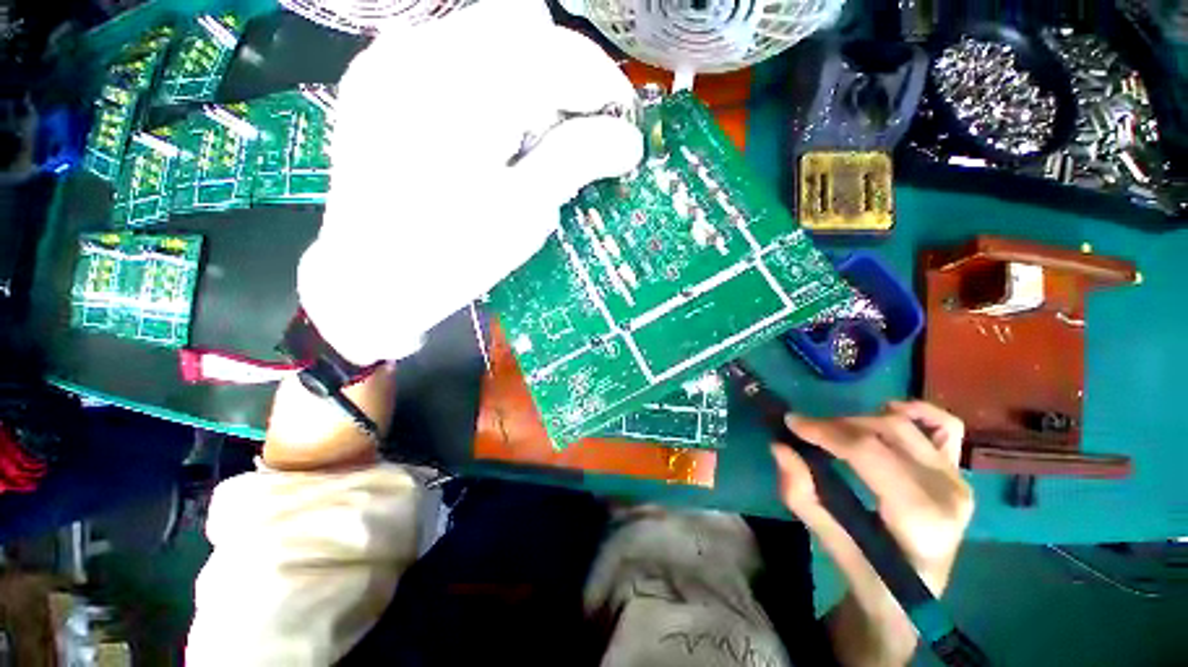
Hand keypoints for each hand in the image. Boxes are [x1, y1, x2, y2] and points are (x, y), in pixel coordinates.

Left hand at [297, 0, 642, 365]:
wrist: (369, 278)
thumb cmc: (452, 256)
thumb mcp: (524, 213)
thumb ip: (576, 162)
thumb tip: (629, 140)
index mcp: (465, 89)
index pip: (560, 53)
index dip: (604, 86)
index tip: (622, 128)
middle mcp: (423, 50)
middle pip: (525, 28)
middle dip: (563, 79)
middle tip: (568, 139)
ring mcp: (393, 57)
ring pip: (489, 33)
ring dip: (525, 78)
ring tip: (521, 141)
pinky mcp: (379, 75)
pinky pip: (452, 52)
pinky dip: (487, 83)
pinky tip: (482, 133)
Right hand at [772, 400, 972, 595]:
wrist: (911, 597)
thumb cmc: (870, 574)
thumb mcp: (827, 540)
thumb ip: (802, 493)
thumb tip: (780, 447)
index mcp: (920, 519)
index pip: (869, 454)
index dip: (826, 432)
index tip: (791, 422)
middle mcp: (948, 493)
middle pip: (885, 432)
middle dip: (836, 425)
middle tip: (806, 432)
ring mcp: (958, 480)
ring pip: (904, 425)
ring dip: (860, 420)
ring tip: (835, 432)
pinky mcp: (959, 474)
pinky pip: (946, 427)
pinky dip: (916, 411)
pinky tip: (887, 412)